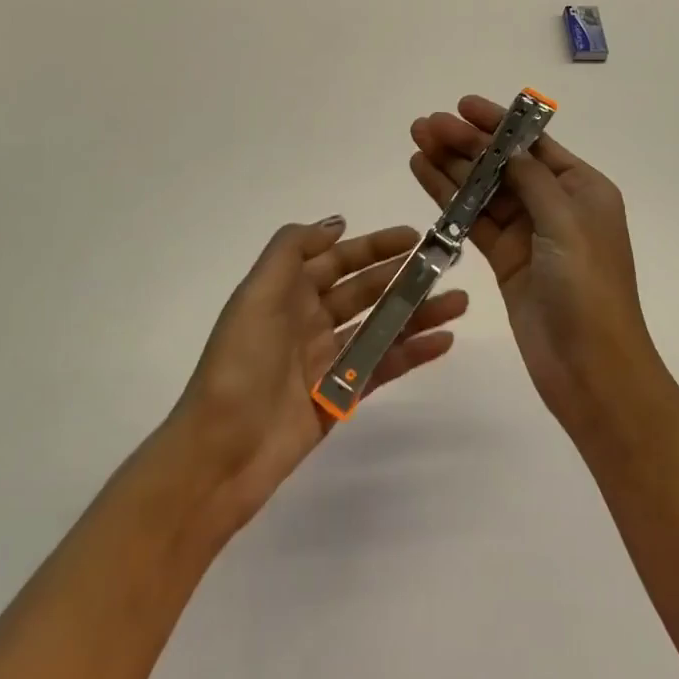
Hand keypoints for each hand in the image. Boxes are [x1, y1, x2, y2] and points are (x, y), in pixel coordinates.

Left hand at [168, 218, 467, 534]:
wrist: (220, 454)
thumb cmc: (239, 364)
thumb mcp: (256, 294)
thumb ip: (292, 250)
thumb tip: (337, 224)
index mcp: (287, 293)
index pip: (337, 259)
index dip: (374, 246)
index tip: (413, 236)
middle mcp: (308, 320)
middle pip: (364, 290)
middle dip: (403, 276)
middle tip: (445, 266)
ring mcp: (326, 359)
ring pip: (380, 326)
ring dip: (417, 312)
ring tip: (458, 302)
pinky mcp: (341, 395)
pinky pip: (383, 365)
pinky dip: (413, 352)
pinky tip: (444, 340)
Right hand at [410, 97, 657, 427]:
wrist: (591, 368)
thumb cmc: (588, 287)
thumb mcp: (565, 221)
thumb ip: (531, 178)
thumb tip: (506, 143)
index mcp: (582, 189)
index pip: (533, 144)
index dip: (496, 123)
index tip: (461, 106)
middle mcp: (555, 205)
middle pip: (503, 164)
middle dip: (465, 142)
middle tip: (425, 125)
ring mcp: (528, 234)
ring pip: (483, 190)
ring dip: (451, 166)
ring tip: (416, 141)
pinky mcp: (505, 260)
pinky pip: (473, 220)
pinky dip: (449, 200)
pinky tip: (424, 176)